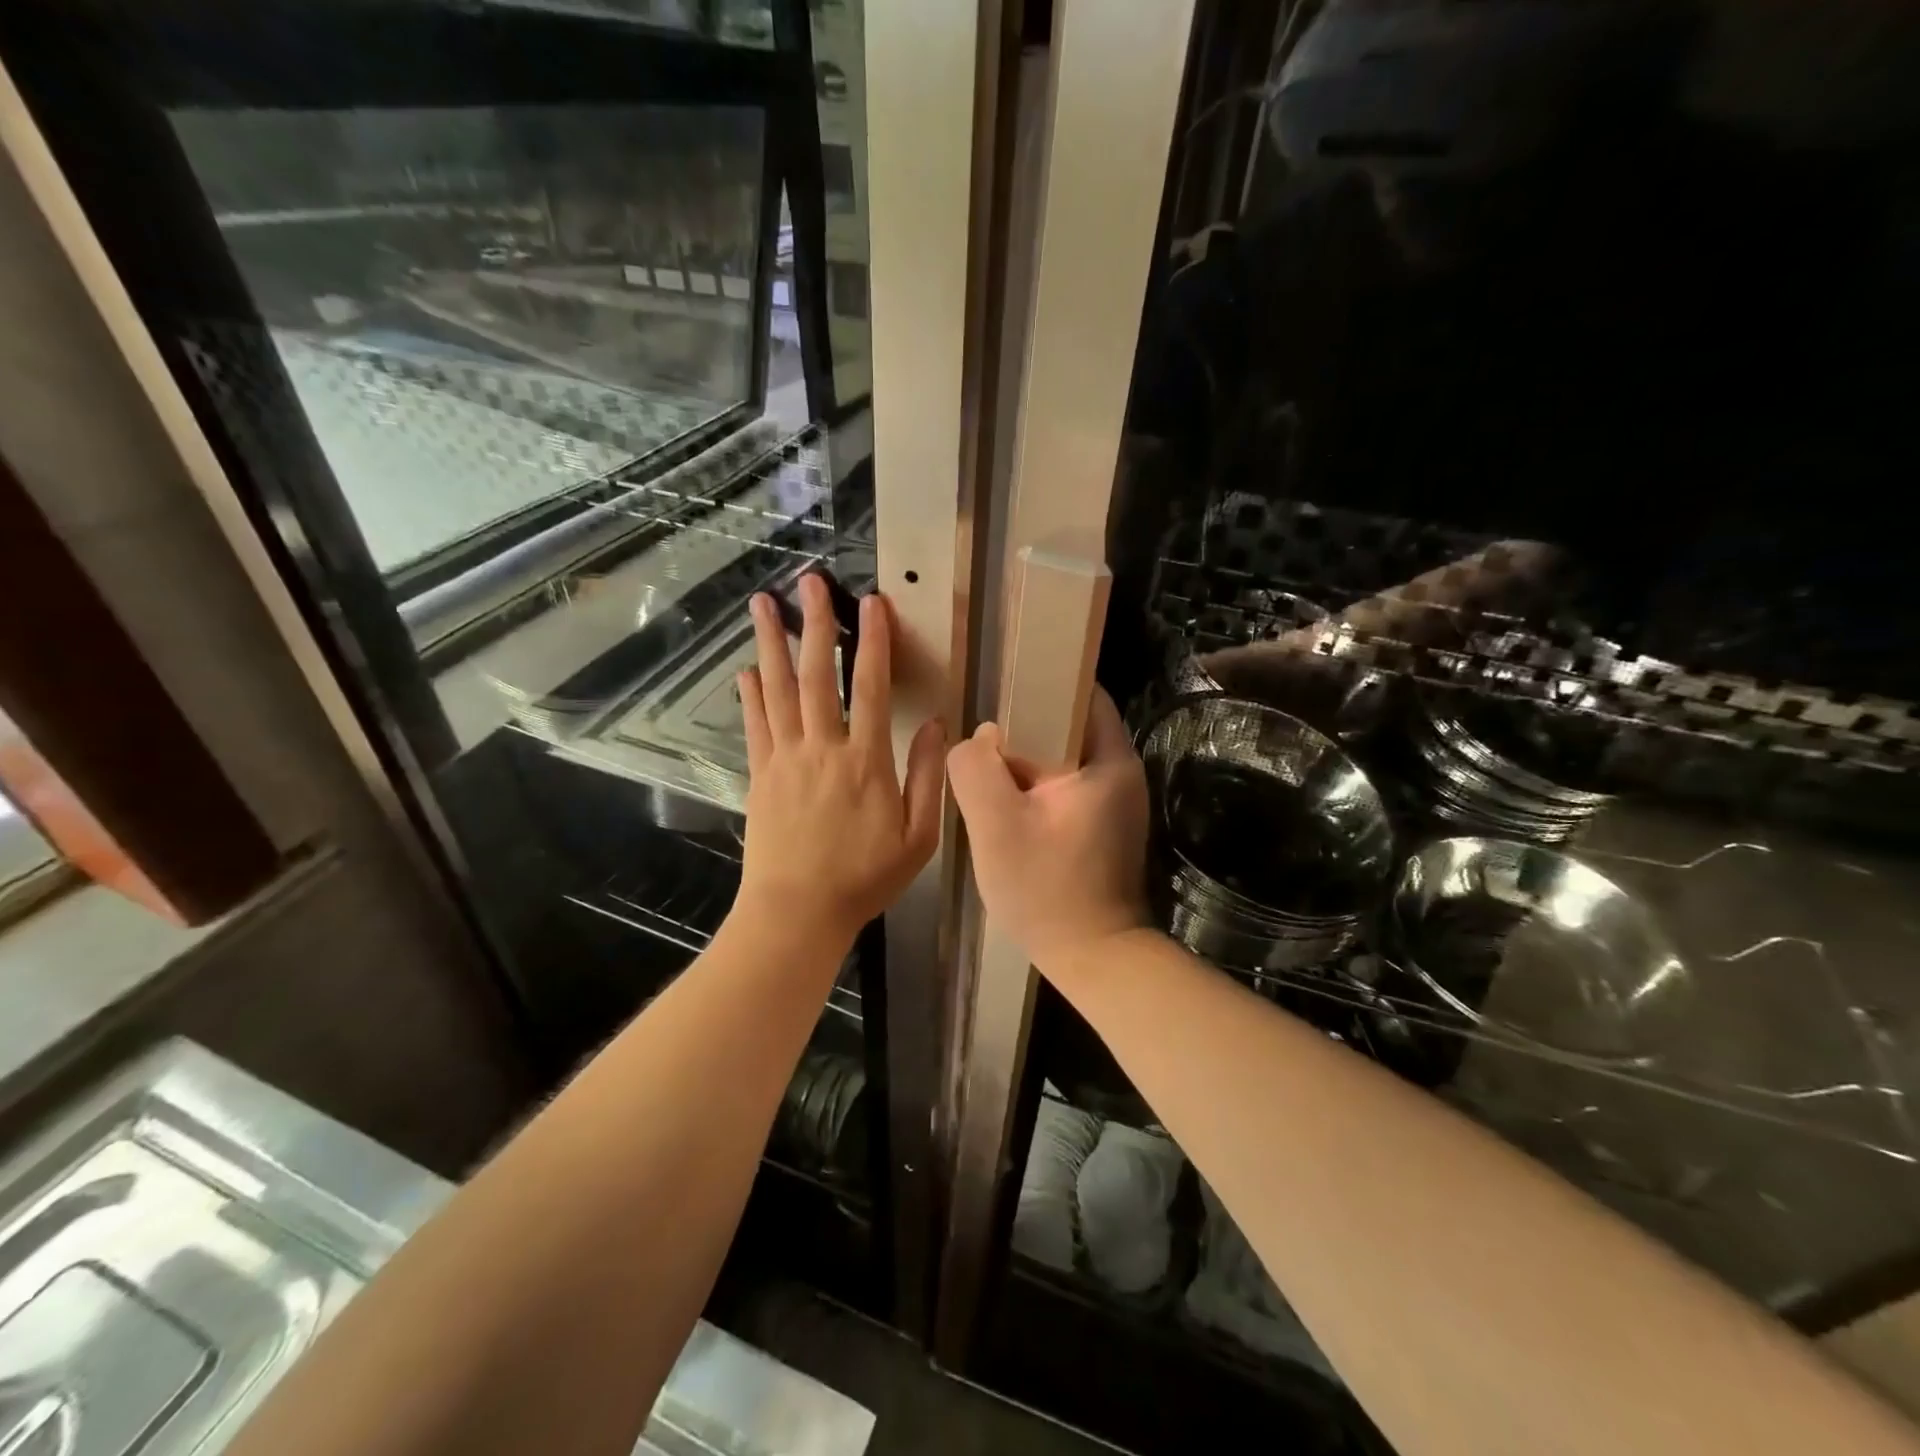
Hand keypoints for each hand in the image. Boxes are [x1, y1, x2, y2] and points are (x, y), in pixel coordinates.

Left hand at [735, 574, 945, 947]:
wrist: (797, 911)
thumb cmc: (864, 878)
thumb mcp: (917, 837)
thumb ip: (927, 776)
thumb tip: (934, 725)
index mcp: (865, 760)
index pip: (870, 687)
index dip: (873, 641)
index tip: (872, 603)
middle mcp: (822, 748)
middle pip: (816, 674)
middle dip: (815, 624)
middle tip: (809, 581)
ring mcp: (785, 759)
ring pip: (776, 689)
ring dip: (771, 644)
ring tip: (762, 604)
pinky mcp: (760, 775)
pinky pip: (755, 725)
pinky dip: (750, 694)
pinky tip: (746, 670)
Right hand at [946, 689, 1150, 972]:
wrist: (1093, 959)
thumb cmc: (1048, 890)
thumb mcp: (997, 825)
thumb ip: (976, 770)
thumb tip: (977, 740)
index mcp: (1108, 760)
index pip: (1080, 691)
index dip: (1040, 682)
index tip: (998, 688)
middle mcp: (1120, 772)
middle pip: (1068, 724)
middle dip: (1024, 726)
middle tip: (980, 737)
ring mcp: (1114, 801)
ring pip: (1062, 758)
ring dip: (1026, 760)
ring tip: (984, 768)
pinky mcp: (1103, 826)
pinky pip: (1064, 787)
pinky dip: (1035, 786)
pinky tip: (1004, 803)